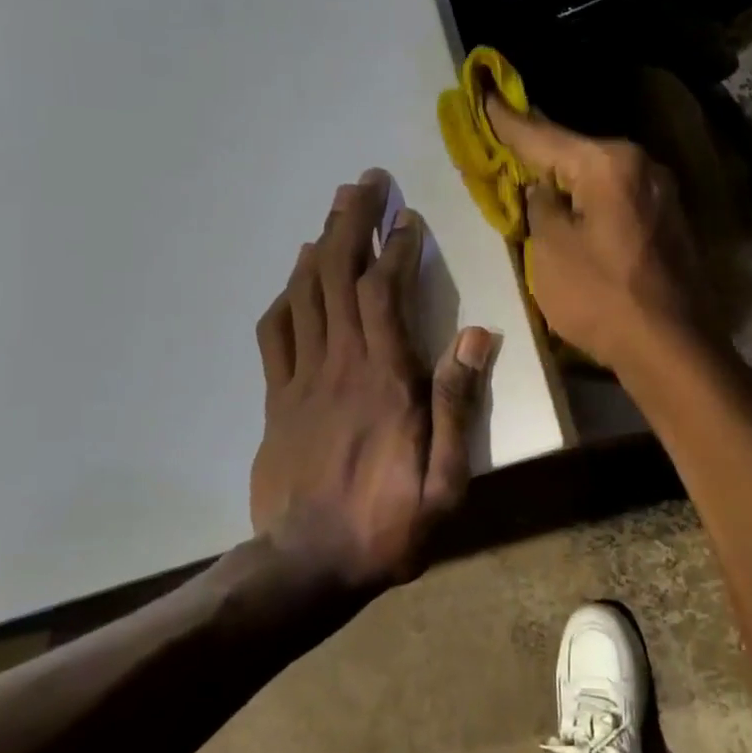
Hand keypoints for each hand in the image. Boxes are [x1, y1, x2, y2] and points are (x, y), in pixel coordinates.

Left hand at [250, 171, 493, 589]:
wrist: (306, 568)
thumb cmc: (388, 525)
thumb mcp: (446, 481)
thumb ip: (458, 404)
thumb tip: (476, 336)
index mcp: (385, 380)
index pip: (383, 293)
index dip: (395, 248)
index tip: (407, 218)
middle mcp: (340, 366)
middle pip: (336, 276)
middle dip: (350, 223)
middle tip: (363, 183)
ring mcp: (300, 380)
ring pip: (305, 295)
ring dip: (318, 245)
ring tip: (335, 210)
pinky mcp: (276, 399)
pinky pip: (275, 333)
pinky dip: (286, 295)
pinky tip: (296, 276)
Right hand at [487, 98, 713, 374]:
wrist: (672, 348)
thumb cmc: (601, 298)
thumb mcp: (549, 251)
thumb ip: (540, 207)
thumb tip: (543, 190)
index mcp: (609, 163)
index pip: (543, 134)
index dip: (505, 119)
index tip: (482, 91)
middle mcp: (641, 166)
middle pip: (576, 151)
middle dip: (538, 149)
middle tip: (501, 136)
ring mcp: (660, 193)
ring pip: (598, 175)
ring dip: (565, 177)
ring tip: (531, 174)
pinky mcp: (667, 222)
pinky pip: (616, 197)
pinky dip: (590, 199)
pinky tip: (572, 207)